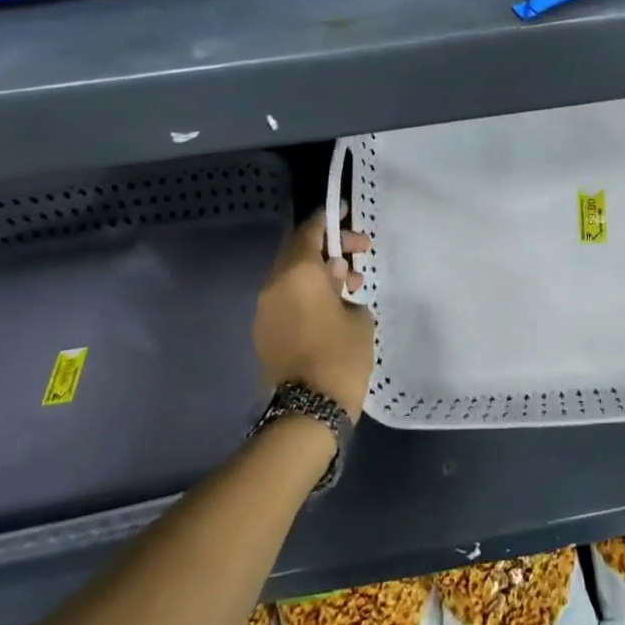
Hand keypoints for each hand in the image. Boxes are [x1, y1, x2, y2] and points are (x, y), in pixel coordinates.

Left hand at [253, 211, 374, 420]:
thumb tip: (336, 288)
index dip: (329, 219)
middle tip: (360, 252)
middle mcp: (274, 285)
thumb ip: (347, 290)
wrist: (307, 413)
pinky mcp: (263, 333)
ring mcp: (264, 310)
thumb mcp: (359, 317)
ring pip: (292, 276)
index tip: (345, 212)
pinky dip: (307, 294)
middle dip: (330, 248)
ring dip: (319, 272)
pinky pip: (286, 299)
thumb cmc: (340, 356)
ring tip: (351, 284)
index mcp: (297, 273)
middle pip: (299, 251)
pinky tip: (332, 307)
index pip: (310, 231)